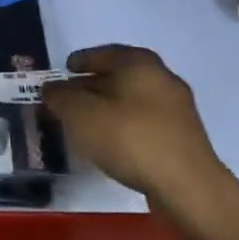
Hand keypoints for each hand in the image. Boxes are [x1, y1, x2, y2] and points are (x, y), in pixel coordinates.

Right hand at [41, 45, 225, 209]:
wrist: (187, 186)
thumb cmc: (129, 138)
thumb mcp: (80, 115)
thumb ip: (60, 97)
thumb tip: (51, 88)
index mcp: (139, 63)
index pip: (104, 53)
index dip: (81, 61)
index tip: (65, 69)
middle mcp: (162, 78)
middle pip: (120, 76)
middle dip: (93, 85)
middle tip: (70, 98)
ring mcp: (177, 109)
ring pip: (133, 100)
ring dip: (109, 108)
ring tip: (86, 123)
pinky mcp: (183, 137)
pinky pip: (145, 122)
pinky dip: (125, 126)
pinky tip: (112, 143)